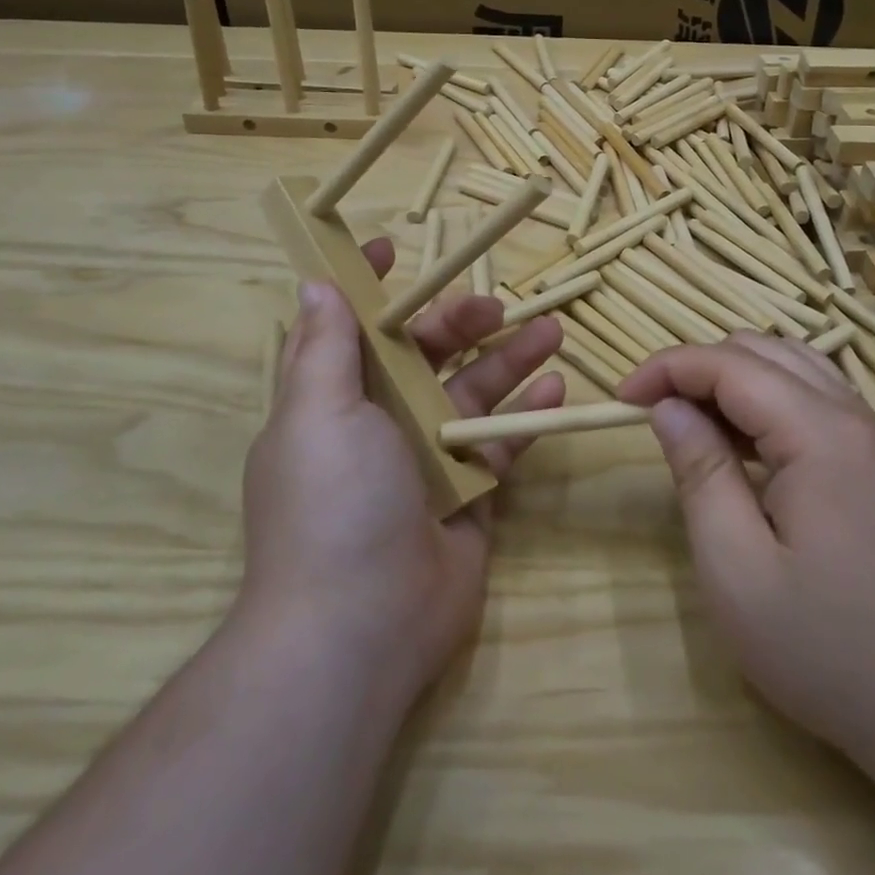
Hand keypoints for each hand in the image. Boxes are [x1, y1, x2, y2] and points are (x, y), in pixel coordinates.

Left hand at [238, 237, 564, 706]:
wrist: (362, 625)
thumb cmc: (334, 503)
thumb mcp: (319, 414)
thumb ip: (326, 349)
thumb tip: (316, 284)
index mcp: (336, 401)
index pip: (352, 330)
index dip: (369, 288)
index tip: (394, 248)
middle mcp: (380, 424)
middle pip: (425, 356)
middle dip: (460, 325)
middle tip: (498, 306)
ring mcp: (429, 459)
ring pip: (473, 393)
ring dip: (509, 360)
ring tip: (551, 332)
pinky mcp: (471, 492)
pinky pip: (502, 441)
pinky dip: (527, 415)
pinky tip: (557, 389)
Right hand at [620, 333, 874, 765]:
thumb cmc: (830, 648)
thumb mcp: (738, 569)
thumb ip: (700, 473)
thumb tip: (668, 408)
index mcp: (818, 432)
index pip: (728, 363)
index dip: (667, 368)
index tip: (620, 400)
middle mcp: (851, 415)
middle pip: (761, 351)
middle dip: (697, 369)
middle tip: (655, 417)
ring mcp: (871, 435)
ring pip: (790, 366)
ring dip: (732, 381)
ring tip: (694, 428)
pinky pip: (812, 397)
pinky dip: (765, 401)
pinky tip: (745, 449)